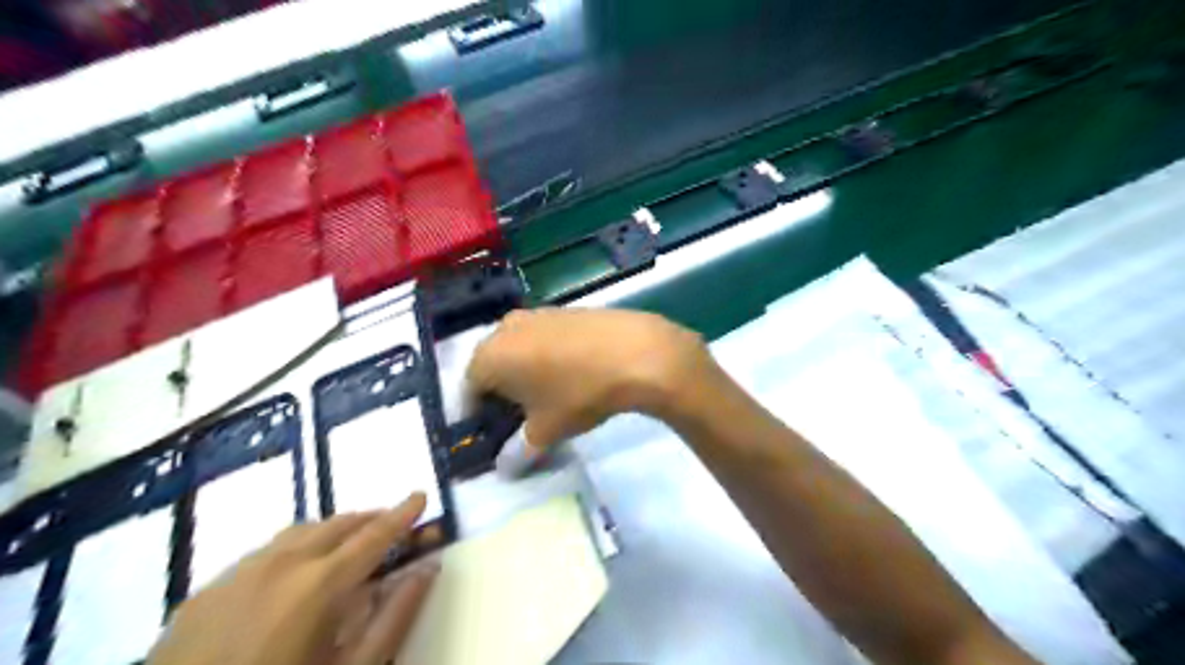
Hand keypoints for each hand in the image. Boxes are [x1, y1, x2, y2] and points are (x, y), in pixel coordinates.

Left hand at [148, 491, 439, 662]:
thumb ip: (395, 617)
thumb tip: (427, 570)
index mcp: (319, 584)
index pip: (374, 535)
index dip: (402, 514)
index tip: (421, 495)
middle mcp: (280, 564)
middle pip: (337, 524)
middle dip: (369, 520)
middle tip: (390, 527)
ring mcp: (236, 574)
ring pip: (298, 532)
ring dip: (331, 532)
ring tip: (346, 547)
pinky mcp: (203, 593)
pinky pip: (261, 554)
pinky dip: (293, 550)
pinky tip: (291, 577)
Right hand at [471, 309, 711, 452]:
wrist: (634, 351)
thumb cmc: (578, 393)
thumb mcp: (545, 431)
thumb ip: (517, 452)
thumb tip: (505, 467)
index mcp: (487, 357)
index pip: (467, 393)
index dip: (478, 419)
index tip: (495, 437)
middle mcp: (503, 328)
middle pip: (491, 368)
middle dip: (500, 395)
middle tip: (521, 420)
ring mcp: (534, 314)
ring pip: (516, 351)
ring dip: (523, 374)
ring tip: (548, 397)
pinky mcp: (561, 309)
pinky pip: (540, 339)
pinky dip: (544, 357)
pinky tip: (570, 373)